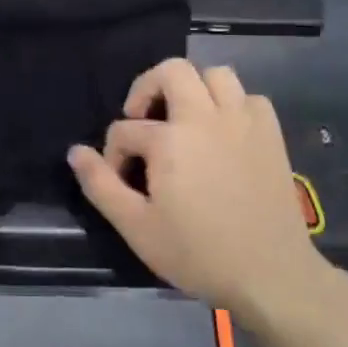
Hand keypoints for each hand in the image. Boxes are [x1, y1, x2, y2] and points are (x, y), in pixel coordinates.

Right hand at [67, 59, 326, 316]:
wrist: (271, 274)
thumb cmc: (198, 253)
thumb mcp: (136, 226)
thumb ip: (100, 185)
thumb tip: (76, 151)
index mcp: (169, 139)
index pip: (124, 130)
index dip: (113, 154)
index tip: (121, 180)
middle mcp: (206, 117)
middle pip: (172, 71)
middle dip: (148, 88)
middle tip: (142, 119)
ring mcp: (243, 122)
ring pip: (216, 74)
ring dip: (194, 89)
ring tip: (184, 119)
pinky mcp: (271, 135)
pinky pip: (250, 98)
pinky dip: (233, 106)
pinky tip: (224, 132)